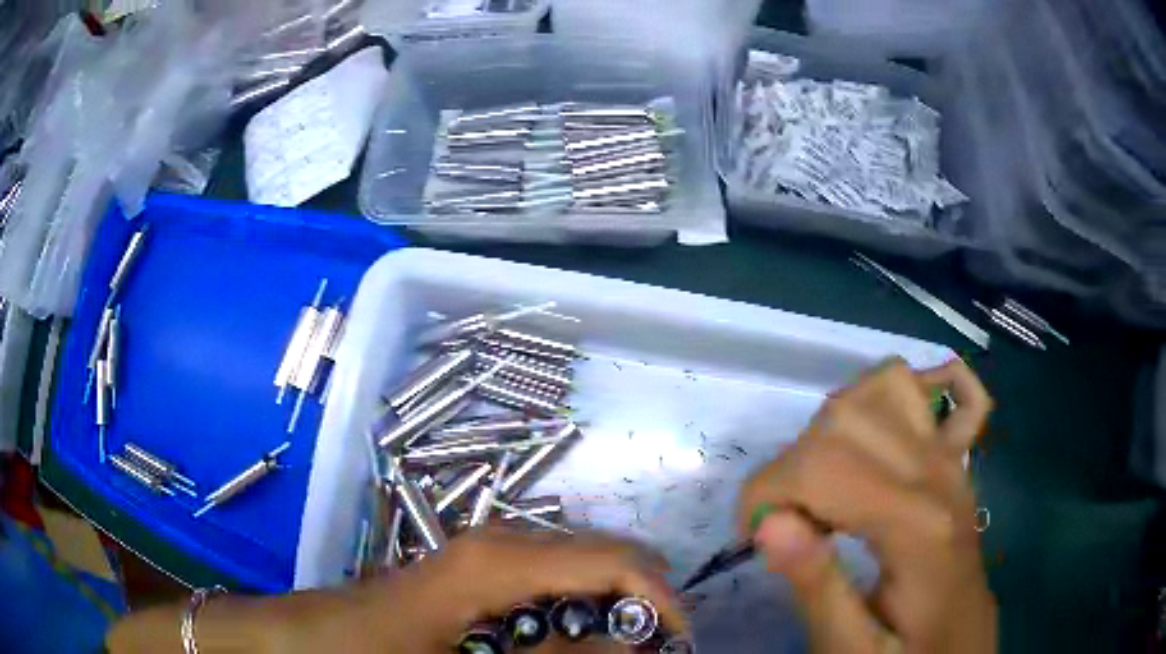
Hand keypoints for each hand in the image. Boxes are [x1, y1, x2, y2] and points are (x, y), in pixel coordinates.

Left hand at [357, 528, 687, 651]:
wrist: (332, 634)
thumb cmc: (390, 653)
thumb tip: (628, 649)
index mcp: (504, 560)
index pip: (612, 561)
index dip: (656, 598)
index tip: (679, 640)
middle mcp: (507, 539)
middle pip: (605, 553)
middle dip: (641, 598)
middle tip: (657, 645)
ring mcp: (494, 547)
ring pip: (584, 561)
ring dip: (615, 600)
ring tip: (625, 643)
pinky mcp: (486, 562)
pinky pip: (557, 574)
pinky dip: (584, 600)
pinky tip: (578, 635)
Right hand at [738, 358, 995, 653]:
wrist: (960, 651)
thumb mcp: (851, 650)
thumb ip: (817, 589)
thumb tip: (769, 522)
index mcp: (916, 528)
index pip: (824, 466)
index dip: (767, 492)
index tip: (750, 536)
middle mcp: (939, 476)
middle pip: (848, 417)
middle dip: (794, 463)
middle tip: (788, 522)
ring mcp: (954, 461)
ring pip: (887, 385)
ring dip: (837, 424)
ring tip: (825, 482)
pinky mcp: (959, 462)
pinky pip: (956, 393)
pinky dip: (924, 386)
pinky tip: (894, 423)